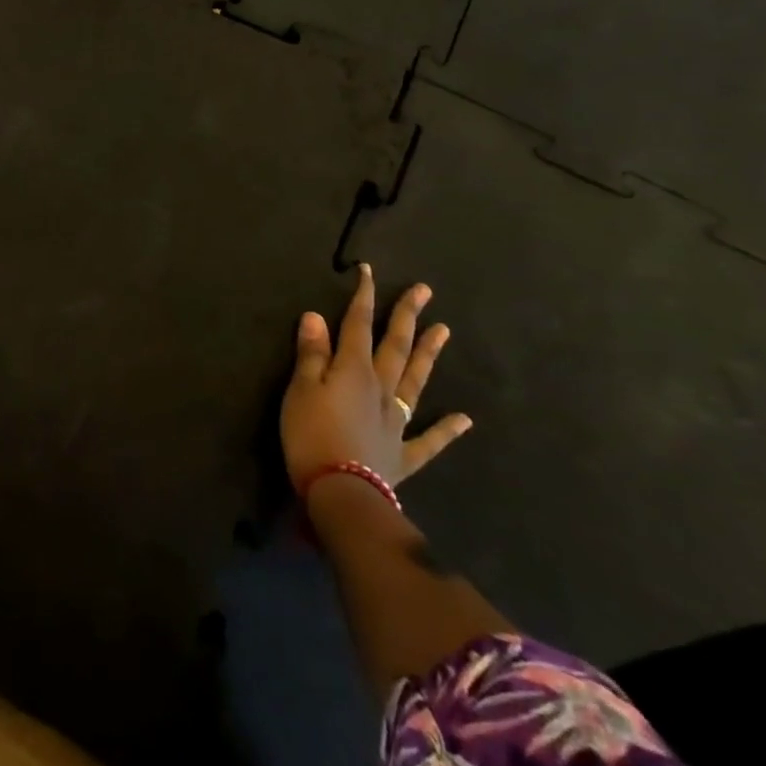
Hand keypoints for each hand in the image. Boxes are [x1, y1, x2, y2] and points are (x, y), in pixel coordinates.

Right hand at [281, 264, 470, 491]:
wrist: (341, 494)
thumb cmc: (311, 435)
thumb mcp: (301, 389)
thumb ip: (311, 353)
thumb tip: (316, 316)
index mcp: (353, 370)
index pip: (358, 324)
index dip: (363, 297)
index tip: (368, 271)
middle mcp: (381, 388)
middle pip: (395, 346)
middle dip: (406, 316)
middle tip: (424, 291)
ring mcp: (397, 421)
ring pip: (415, 381)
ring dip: (428, 355)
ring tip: (444, 331)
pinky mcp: (403, 453)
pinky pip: (429, 439)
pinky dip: (447, 429)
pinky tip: (464, 418)